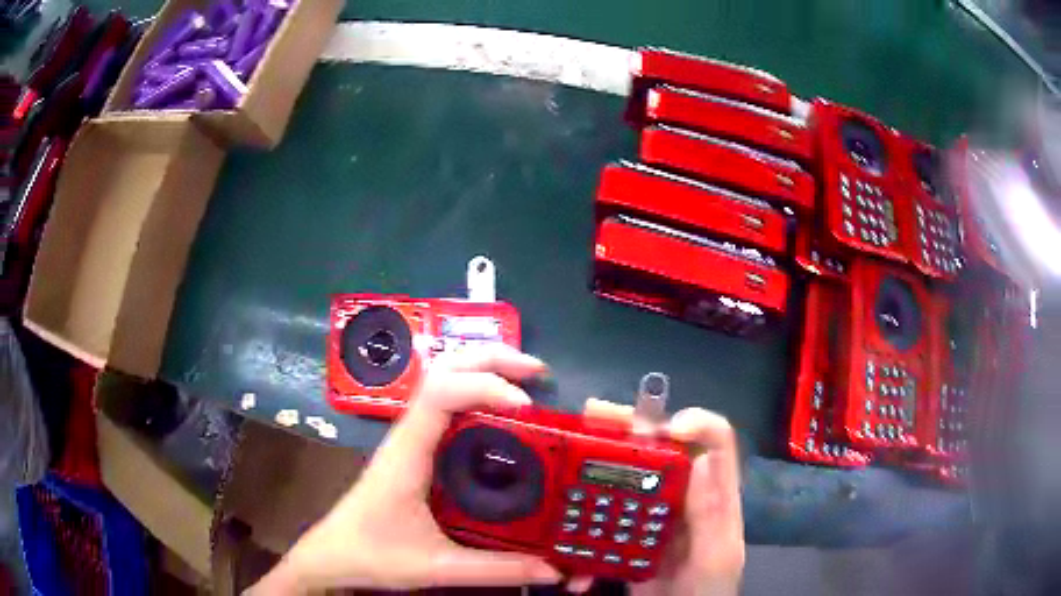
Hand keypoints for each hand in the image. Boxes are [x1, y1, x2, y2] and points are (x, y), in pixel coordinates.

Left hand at [250, 345, 562, 593]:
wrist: (333, 554)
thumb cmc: (373, 554)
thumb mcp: (438, 567)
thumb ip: (496, 570)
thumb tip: (552, 570)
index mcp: (407, 453)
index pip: (440, 394)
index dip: (484, 386)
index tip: (526, 405)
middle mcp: (407, 434)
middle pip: (443, 369)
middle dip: (491, 360)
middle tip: (537, 373)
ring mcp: (409, 438)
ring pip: (442, 379)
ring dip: (483, 369)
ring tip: (527, 382)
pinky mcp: (414, 449)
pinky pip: (445, 404)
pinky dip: (475, 391)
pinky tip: (500, 412)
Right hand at [573, 402, 744, 595]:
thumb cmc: (707, 590)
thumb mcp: (715, 556)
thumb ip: (710, 515)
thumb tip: (699, 457)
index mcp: (714, 495)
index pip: (715, 442)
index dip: (696, 422)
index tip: (663, 427)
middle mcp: (684, 496)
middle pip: (662, 449)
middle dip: (630, 428)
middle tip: (595, 416)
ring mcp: (653, 515)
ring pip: (628, 475)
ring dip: (599, 460)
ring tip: (570, 451)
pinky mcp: (627, 535)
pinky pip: (606, 512)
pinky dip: (586, 511)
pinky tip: (571, 520)